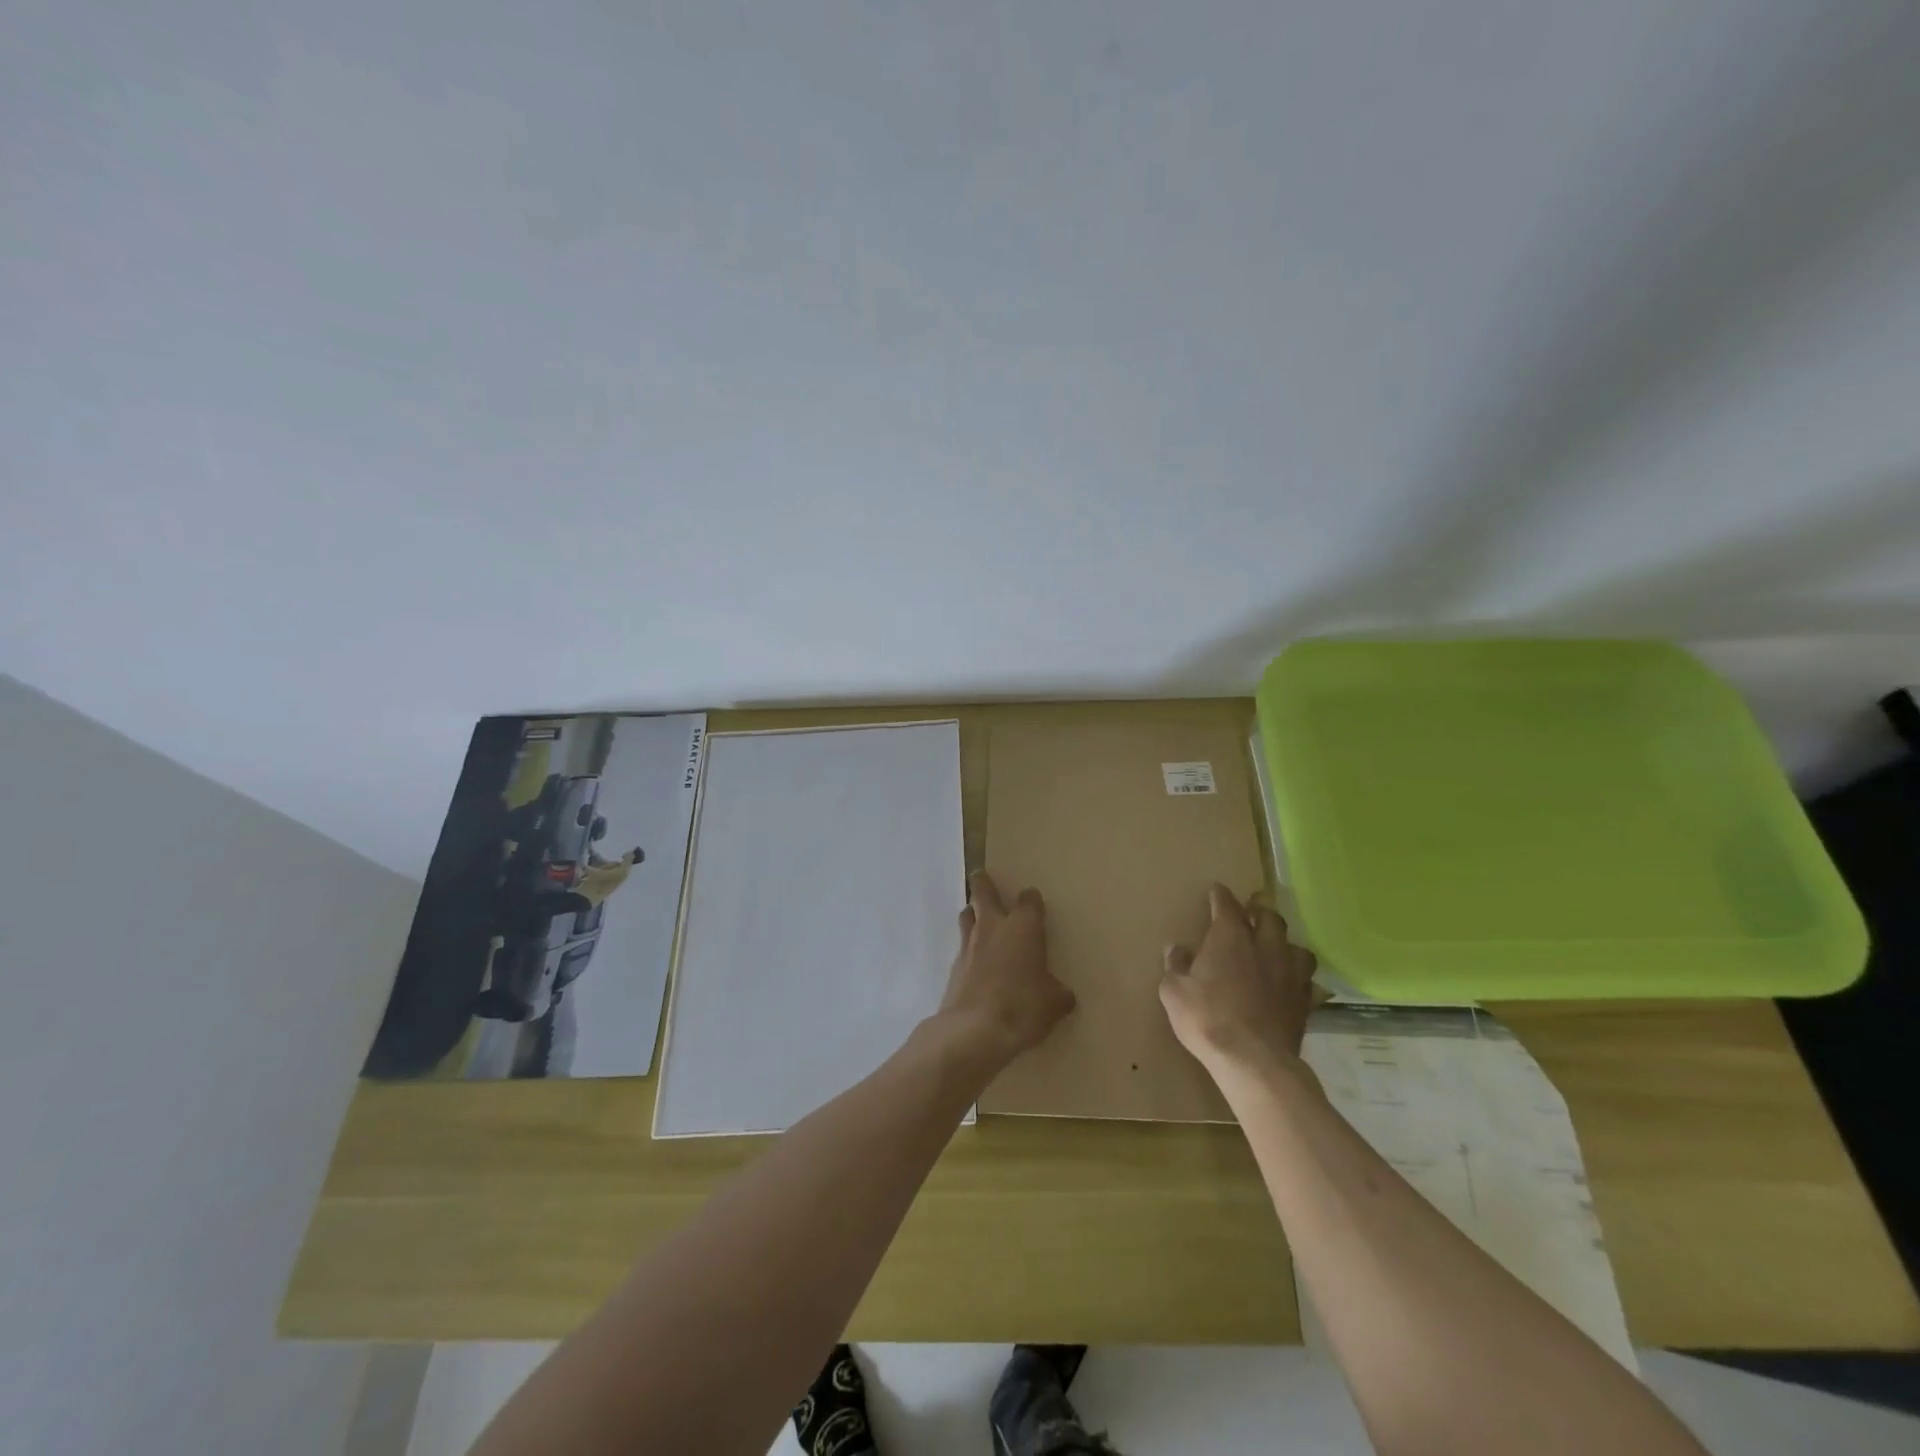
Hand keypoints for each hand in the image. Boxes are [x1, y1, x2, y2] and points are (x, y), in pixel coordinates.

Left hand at [937, 871, 1075, 1068]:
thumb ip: (1058, 994)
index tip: (1034, 903)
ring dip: (972, 913)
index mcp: (1023, 927)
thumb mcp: (1054, 1004)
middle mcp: (993, 927)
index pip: (1029, 899)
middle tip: (982, 877)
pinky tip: (974, 961)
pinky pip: (961, 947)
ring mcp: (969, 944)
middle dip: (983, 883)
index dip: (1032, 900)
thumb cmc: (1023, 1007)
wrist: (974, 1030)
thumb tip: (1062, 995)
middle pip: (983, 891)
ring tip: (977, 917)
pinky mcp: (953, 966)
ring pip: (967, 915)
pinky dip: (968, 948)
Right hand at [1160, 883, 1317, 1080]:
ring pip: (1297, 947)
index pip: (1227, 905)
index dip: (1220, 896)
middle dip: (1260, 911)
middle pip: (1269, 918)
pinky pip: (1308, 982)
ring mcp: (1289, 974)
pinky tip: (1292, 986)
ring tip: (1277, 949)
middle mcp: (1264, 947)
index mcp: (1230, 938)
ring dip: (1286, 944)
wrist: (1253, 1060)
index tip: (1217, 890)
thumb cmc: (1206, 1018)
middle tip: (1252, 911)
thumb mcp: (1174, 992)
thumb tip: (1175, 949)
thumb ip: (1175, 966)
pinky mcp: (1304, 1002)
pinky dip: (1299, 979)